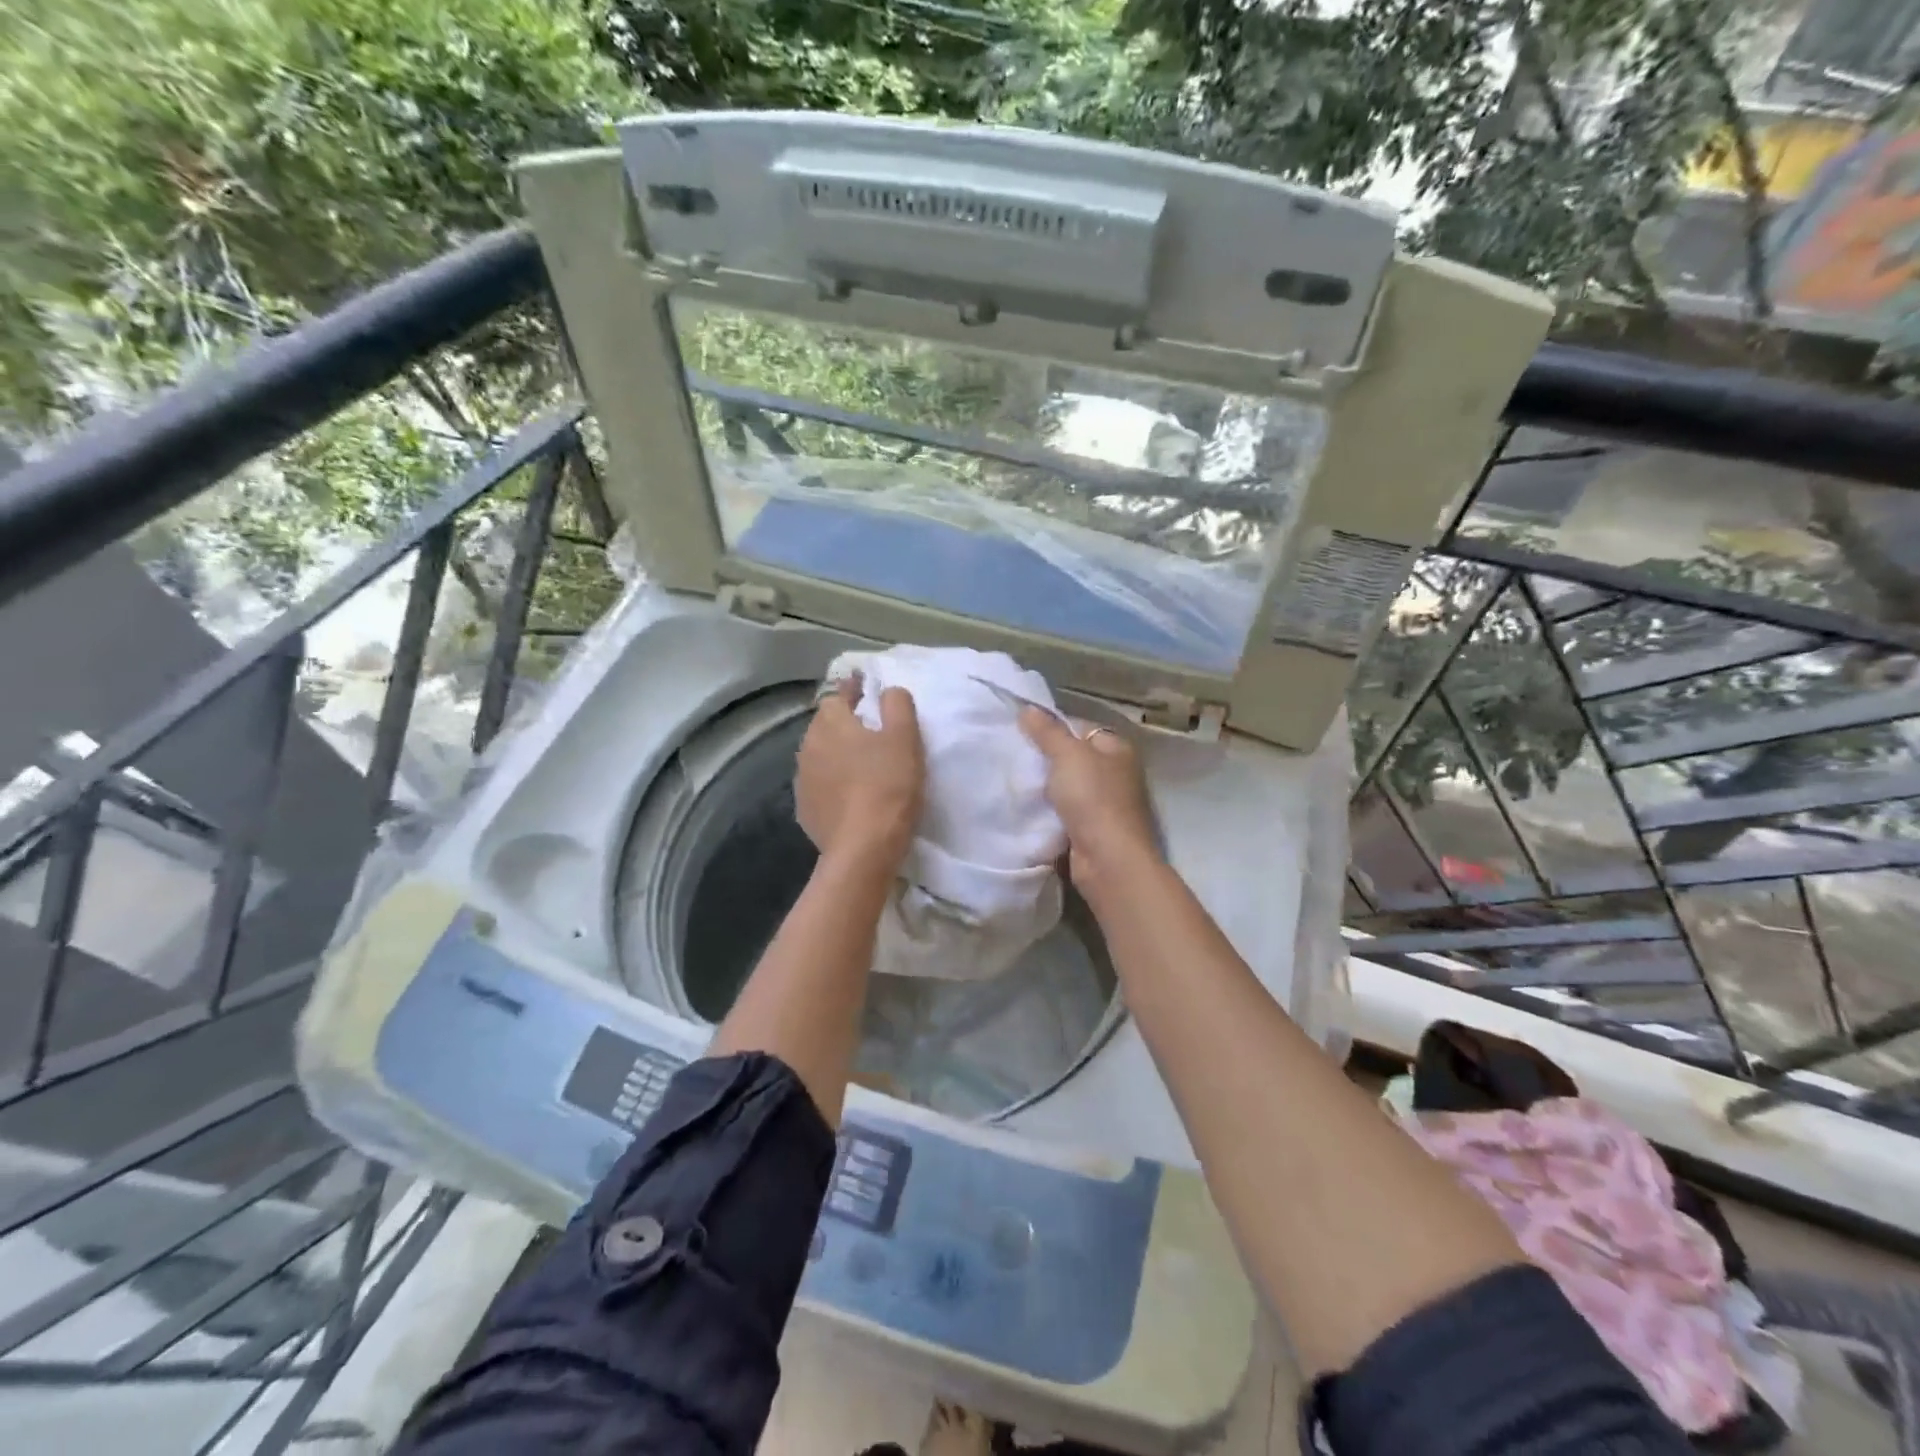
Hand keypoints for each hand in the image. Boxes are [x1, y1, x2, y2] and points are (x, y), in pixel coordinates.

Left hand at [796, 676, 924, 871]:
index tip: (867, 687)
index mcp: (831, 723)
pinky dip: (833, 783)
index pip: (839, 695)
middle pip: (827, 725)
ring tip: (861, 762)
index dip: (855, 689)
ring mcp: (803, 779)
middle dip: (845, 723)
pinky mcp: (805, 809)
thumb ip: (897, 705)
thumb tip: (888, 690)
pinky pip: (821, 785)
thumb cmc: (888, 785)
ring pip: (821, 755)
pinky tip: (850, 794)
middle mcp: (808, 745)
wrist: (863, 848)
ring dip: (838, 754)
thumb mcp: (905, 738)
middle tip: (871, 729)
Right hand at [1018, 708, 1158, 891]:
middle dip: (1046, 760)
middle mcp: (1116, 773)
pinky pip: (1064, 812)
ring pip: (1067, 787)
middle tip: (1014, 757)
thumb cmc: (1092, 798)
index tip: (1023, 733)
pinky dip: (1048, 811)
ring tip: (1015, 781)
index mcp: (1117, 749)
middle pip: (1073, 758)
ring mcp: (1105, 804)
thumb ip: (1047, 732)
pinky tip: (1027, 809)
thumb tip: (1027, 708)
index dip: (1053, 728)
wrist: (1107, 859)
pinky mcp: (1092, 829)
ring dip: (1045, 788)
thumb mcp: (1068, 756)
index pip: (1081, 728)